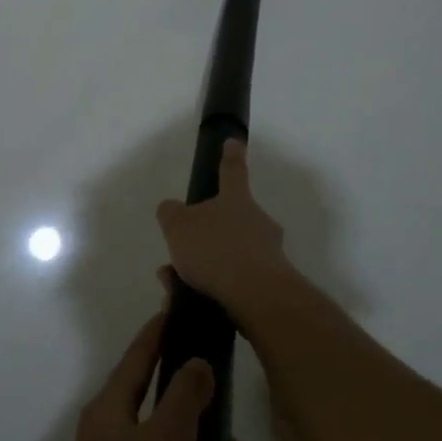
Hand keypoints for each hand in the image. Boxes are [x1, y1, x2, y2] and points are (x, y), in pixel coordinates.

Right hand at [155, 139, 295, 326]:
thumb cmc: (216, 251)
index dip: (231, 156)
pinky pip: (235, 279)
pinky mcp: (270, 283)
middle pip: (231, 218)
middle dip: (207, 232)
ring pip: (230, 252)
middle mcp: (257, 221)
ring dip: (205, 264)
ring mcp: (268, 253)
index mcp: (236, 200)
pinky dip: (213, 286)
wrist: (257, 297)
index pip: (232, 171)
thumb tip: (171, 208)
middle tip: (183, 249)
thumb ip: (171, 214)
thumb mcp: (178, 226)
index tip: (235, 142)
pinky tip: (190, 299)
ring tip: (175, 282)